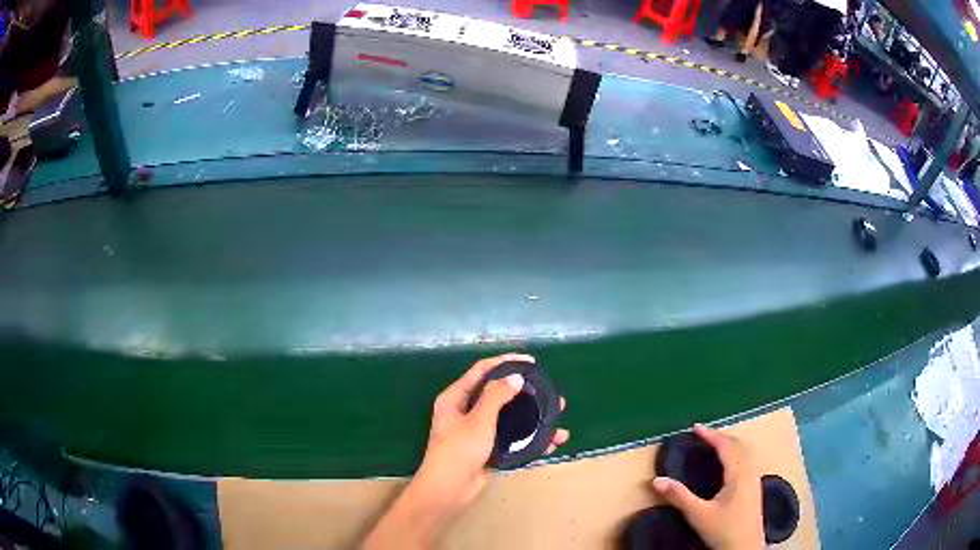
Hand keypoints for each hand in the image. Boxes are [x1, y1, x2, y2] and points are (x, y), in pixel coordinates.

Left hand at [364, 353, 568, 549]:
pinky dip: (531, 438)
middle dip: (525, 392)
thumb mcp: (478, 419)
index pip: (482, 371)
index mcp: (456, 397)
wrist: (450, 489)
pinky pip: (513, 438)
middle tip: (548, 390)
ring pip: (510, 417)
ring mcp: (478, 432)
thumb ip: (496, 396)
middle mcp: (466, 411)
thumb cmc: (459, 450)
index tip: (530, 362)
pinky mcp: (488, 450)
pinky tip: (551, 441)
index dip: (505, 362)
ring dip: (533, 417)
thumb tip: (516, 378)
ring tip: (557, 415)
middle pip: (499, 393)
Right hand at [651, 424, 763, 549]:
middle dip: (721, 437)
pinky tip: (730, 465)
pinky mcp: (755, 489)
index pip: (725, 446)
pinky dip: (736, 453)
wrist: (745, 548)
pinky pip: (747, 461)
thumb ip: (679, 496)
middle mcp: (750, 472)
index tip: (696, 427)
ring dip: (730, 444)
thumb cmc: (723, 530)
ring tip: (716, 444)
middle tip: (704, 434)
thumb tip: (657, 480)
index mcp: (738, 473)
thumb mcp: (698, 514)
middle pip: (738, 445)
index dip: (711, 435)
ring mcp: (755, 480)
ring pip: (745, 453)